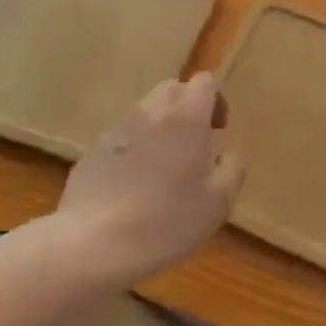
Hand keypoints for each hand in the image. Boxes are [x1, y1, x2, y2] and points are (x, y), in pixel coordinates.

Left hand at [55, 73, 244, 283]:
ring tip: (164, 169)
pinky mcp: (93, 150)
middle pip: (173, 89)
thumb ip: (232, 168)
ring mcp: (118, 128)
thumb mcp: (219, 201)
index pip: (204, 82)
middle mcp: (151, 111)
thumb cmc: (167, 219)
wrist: (95, 243)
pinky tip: (134, 186)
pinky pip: (123, 137)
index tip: (218, 131)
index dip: (216, 101)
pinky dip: (135, 149)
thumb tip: (226, 155)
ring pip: (146, 112)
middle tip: (194, 146)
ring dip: (160, 128)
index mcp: (186, 115)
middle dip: (187, 108)